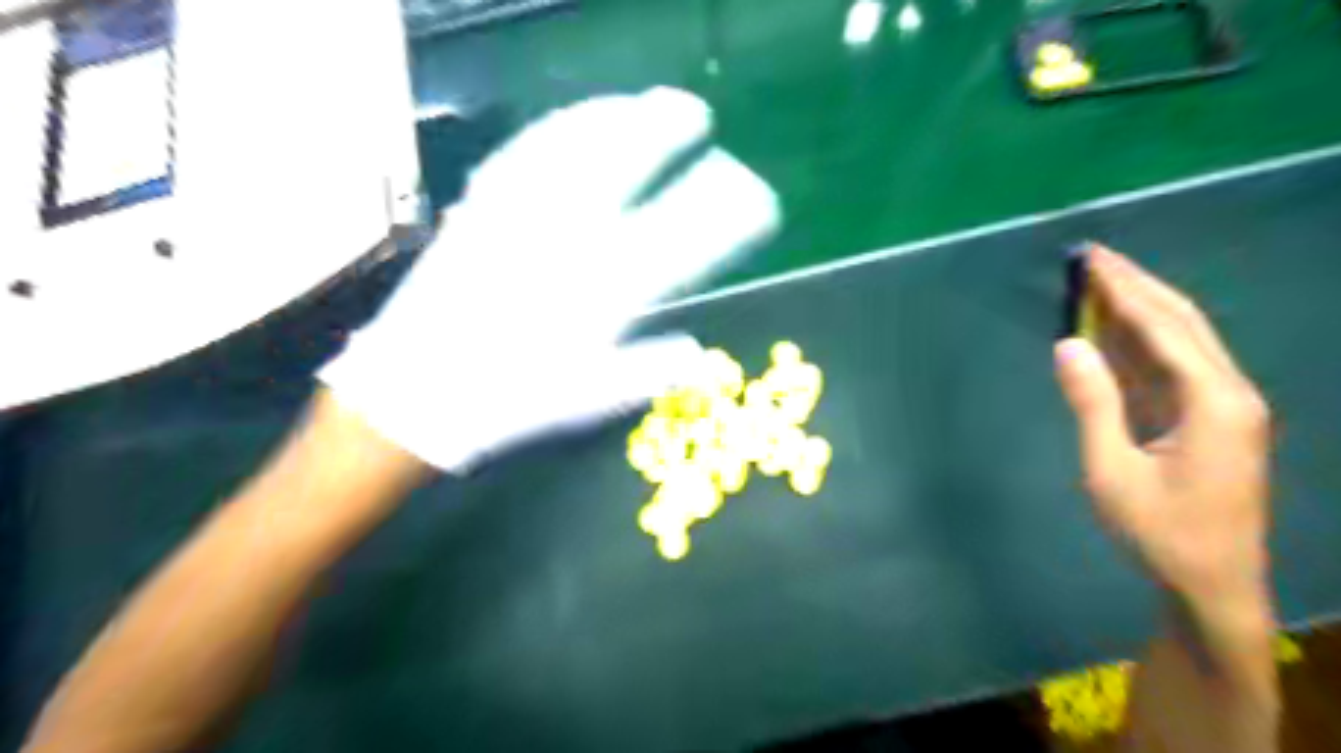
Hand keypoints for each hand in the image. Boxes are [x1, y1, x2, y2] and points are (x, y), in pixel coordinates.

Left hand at [317, 84, 774, 469]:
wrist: (413, 395)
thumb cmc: (506, 401)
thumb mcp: (585, 401)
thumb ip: (645, 372)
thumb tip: (695, 352)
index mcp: (600, 295)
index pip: (680, 241)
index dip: (724, 214)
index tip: (754, 196)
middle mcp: (565, 244)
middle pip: (625, 169)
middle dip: (669, 132)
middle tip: (696, 114)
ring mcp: (518, 218)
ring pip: (573, 147)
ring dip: (616, 116)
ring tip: (644, 104)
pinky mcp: (479, 211)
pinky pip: (523, 154)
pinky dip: (558, 128)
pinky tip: (576, 120)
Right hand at [1058, 245, 1269, 623]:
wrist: (1212, 581)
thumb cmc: (1160, 529)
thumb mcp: (1112, 470)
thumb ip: (1093, 404)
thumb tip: (1068, 345)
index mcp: (1214, 400)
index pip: (1165, 328)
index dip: (1124, 290)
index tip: (1090, 260)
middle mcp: (1228, 391)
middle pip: (1181, 321)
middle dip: (1136, 285)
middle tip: (1092, 257)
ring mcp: (1222, 404)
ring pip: (1180, 339)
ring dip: (1138, 307)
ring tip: (1097, 281)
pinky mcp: (1209, 418)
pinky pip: (1172, 365)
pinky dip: (1140, 341)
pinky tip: (1113, 328)